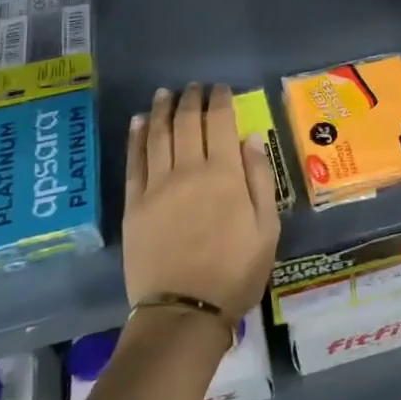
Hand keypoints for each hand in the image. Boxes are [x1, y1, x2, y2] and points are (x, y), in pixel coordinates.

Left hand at [124, 83, 280, 322]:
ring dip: (163, 110)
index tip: (221, 88)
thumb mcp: (267, 229)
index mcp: (225, 175)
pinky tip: (140, 121)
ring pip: (159, 135)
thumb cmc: (235, 273)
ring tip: (166, 93)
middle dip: (192, 99)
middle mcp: (189, 171)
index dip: (220, 100)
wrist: (184, 313)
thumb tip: (250, 139)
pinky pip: (135, 162)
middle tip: (194, 86)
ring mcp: (157, 187)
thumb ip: (259, 179)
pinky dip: (137, 137)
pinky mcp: (134, 205)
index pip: (220, 123)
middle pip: (187, 123)